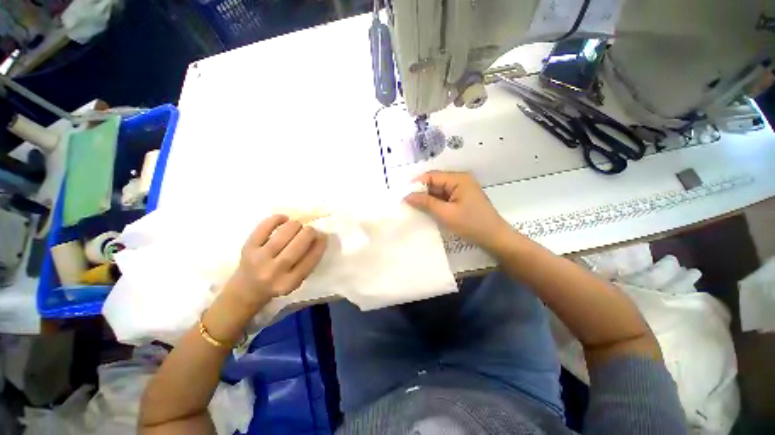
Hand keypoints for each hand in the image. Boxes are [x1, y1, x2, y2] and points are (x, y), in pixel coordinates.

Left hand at [225, 215, 327, 310]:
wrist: (247, 289)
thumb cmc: (278, 283)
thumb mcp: (296, 280)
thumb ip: (308, 261)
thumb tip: (320, 236)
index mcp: (289, 283)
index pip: (311, 259)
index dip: (320, 244)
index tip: (323, 236)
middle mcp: (273, 272)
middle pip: (298, 245)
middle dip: (309, 232)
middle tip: (311, 230)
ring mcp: (258, 259)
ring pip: (283, 234)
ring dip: (295, 225)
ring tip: (298, 226)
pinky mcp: (248, 248)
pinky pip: (264, 227)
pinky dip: (276, 219)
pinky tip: (284, 219)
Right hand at [405, 171, 513, 251]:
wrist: (495, 238)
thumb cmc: (471, 224)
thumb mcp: (446, 214)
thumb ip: (425, 203)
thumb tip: (407, 196)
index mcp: (458, 179)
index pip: (431, 176)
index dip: (416, 184)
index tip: (403, 195)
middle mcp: (460, 180)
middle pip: (435, 182)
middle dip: (421, 192)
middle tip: (407, 203)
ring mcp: (462, 189)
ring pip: (439, 190)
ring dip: (428, 199)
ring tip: (415, 208)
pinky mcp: (462, 198)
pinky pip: (445, 197)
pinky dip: (436, 203)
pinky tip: (428, 211)